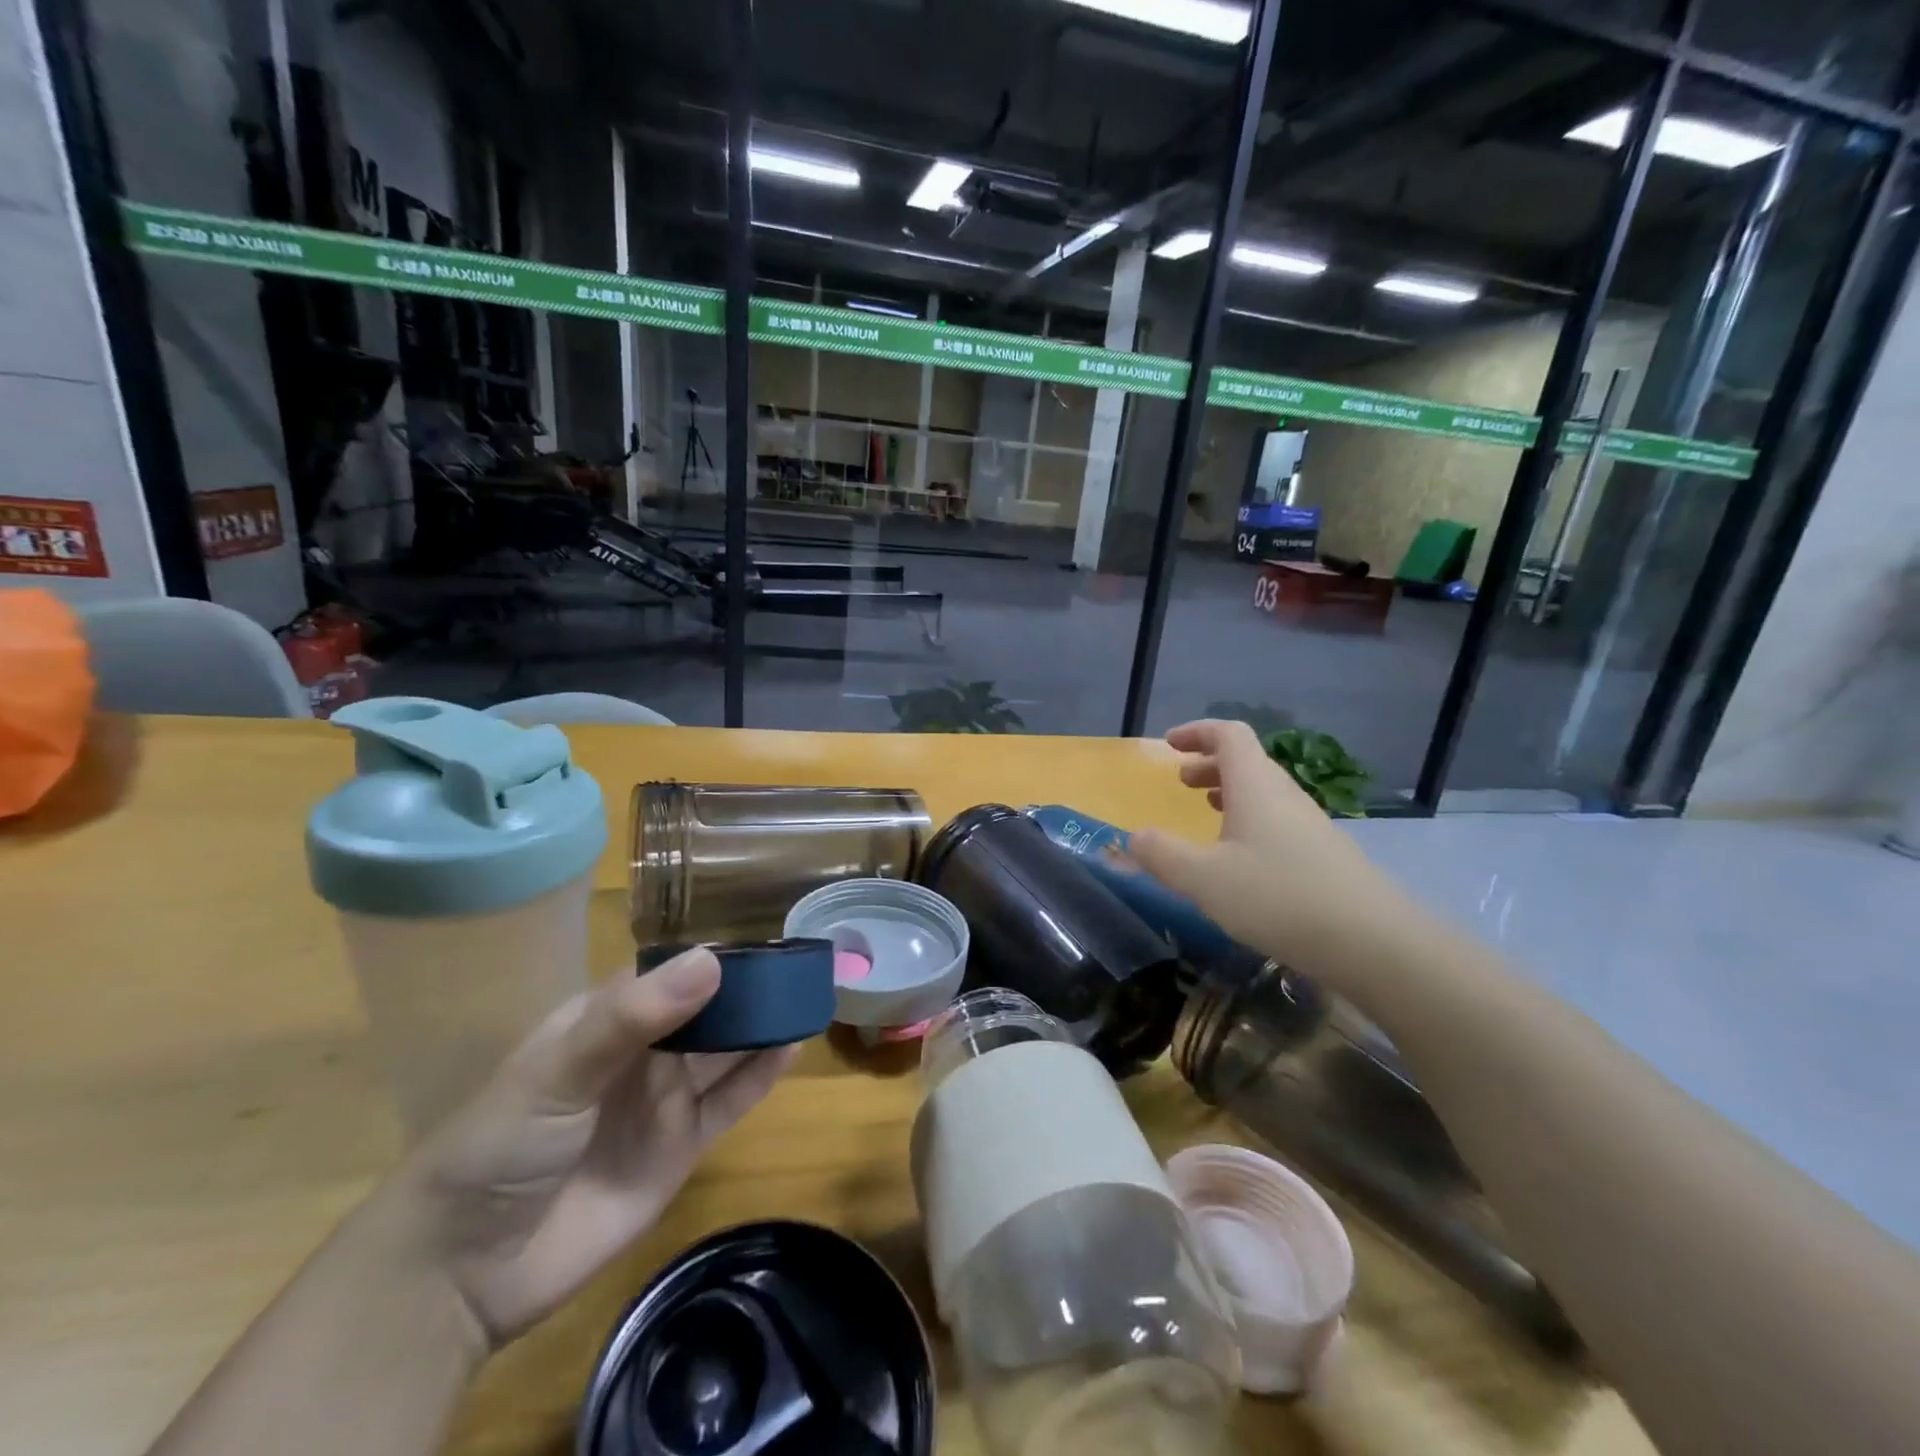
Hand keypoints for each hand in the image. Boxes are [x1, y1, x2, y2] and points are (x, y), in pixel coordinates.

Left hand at [377, 950, 795, 1350]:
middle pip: (707, 1008)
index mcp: (607, 1018)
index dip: (714, 951)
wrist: (465, 1272)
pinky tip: (793, 1046)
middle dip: (749, 986)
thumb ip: (633, 1017)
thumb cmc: (500, 1145)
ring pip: (726, 1050)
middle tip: (802, 961)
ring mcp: (665, 1099)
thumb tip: (713, 960)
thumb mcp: (558, 1069)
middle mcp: (643, 1052)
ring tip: (808, 993)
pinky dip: (762, 1075)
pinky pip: (730, 1101)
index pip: (670, 970)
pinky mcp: (682, 1147)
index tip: (764, 930)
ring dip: (764, 1024)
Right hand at [1131, 719, 1403, 977]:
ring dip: (1230, 793)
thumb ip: (1162, 855)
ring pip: (1264, 792)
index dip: (1197, 732)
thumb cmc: (1278, 897)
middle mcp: (1284, 795)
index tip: (1169, 745)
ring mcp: (1310, 825)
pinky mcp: (1323, 855)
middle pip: (1247, 761)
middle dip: (1209, 764)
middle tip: (1181, 782)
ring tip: (1206, 813)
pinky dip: (1250, 821)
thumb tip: (1133, 837)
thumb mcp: (1204, 879)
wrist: (1373, 942)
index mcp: (1255, 785)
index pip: (1228, 735)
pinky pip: (1278, 820)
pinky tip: (1241, 859)